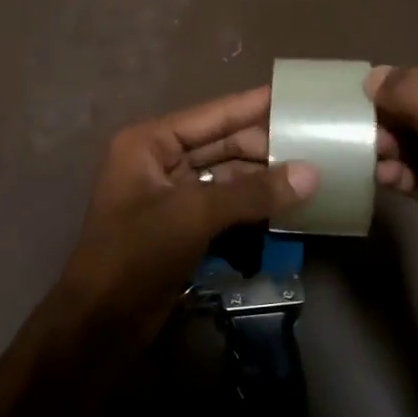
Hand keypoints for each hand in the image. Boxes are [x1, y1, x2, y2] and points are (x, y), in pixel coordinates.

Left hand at [40, 88, 317, 360]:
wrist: (101, 321)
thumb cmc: (137, 254)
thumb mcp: (194, 214)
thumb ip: (253, 192)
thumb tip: (312, 173)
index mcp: (150, 143)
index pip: (212, 115)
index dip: (253, 105)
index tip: (295, 95)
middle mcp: (159, 161)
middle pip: (221, 144)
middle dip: (264, 145)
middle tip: (316, 140)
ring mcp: (170, 195)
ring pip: (225, 176)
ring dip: (262, 177)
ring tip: (312, 169)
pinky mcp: (182, 226)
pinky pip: (224, 205)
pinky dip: (252, 205)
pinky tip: (287, 203)